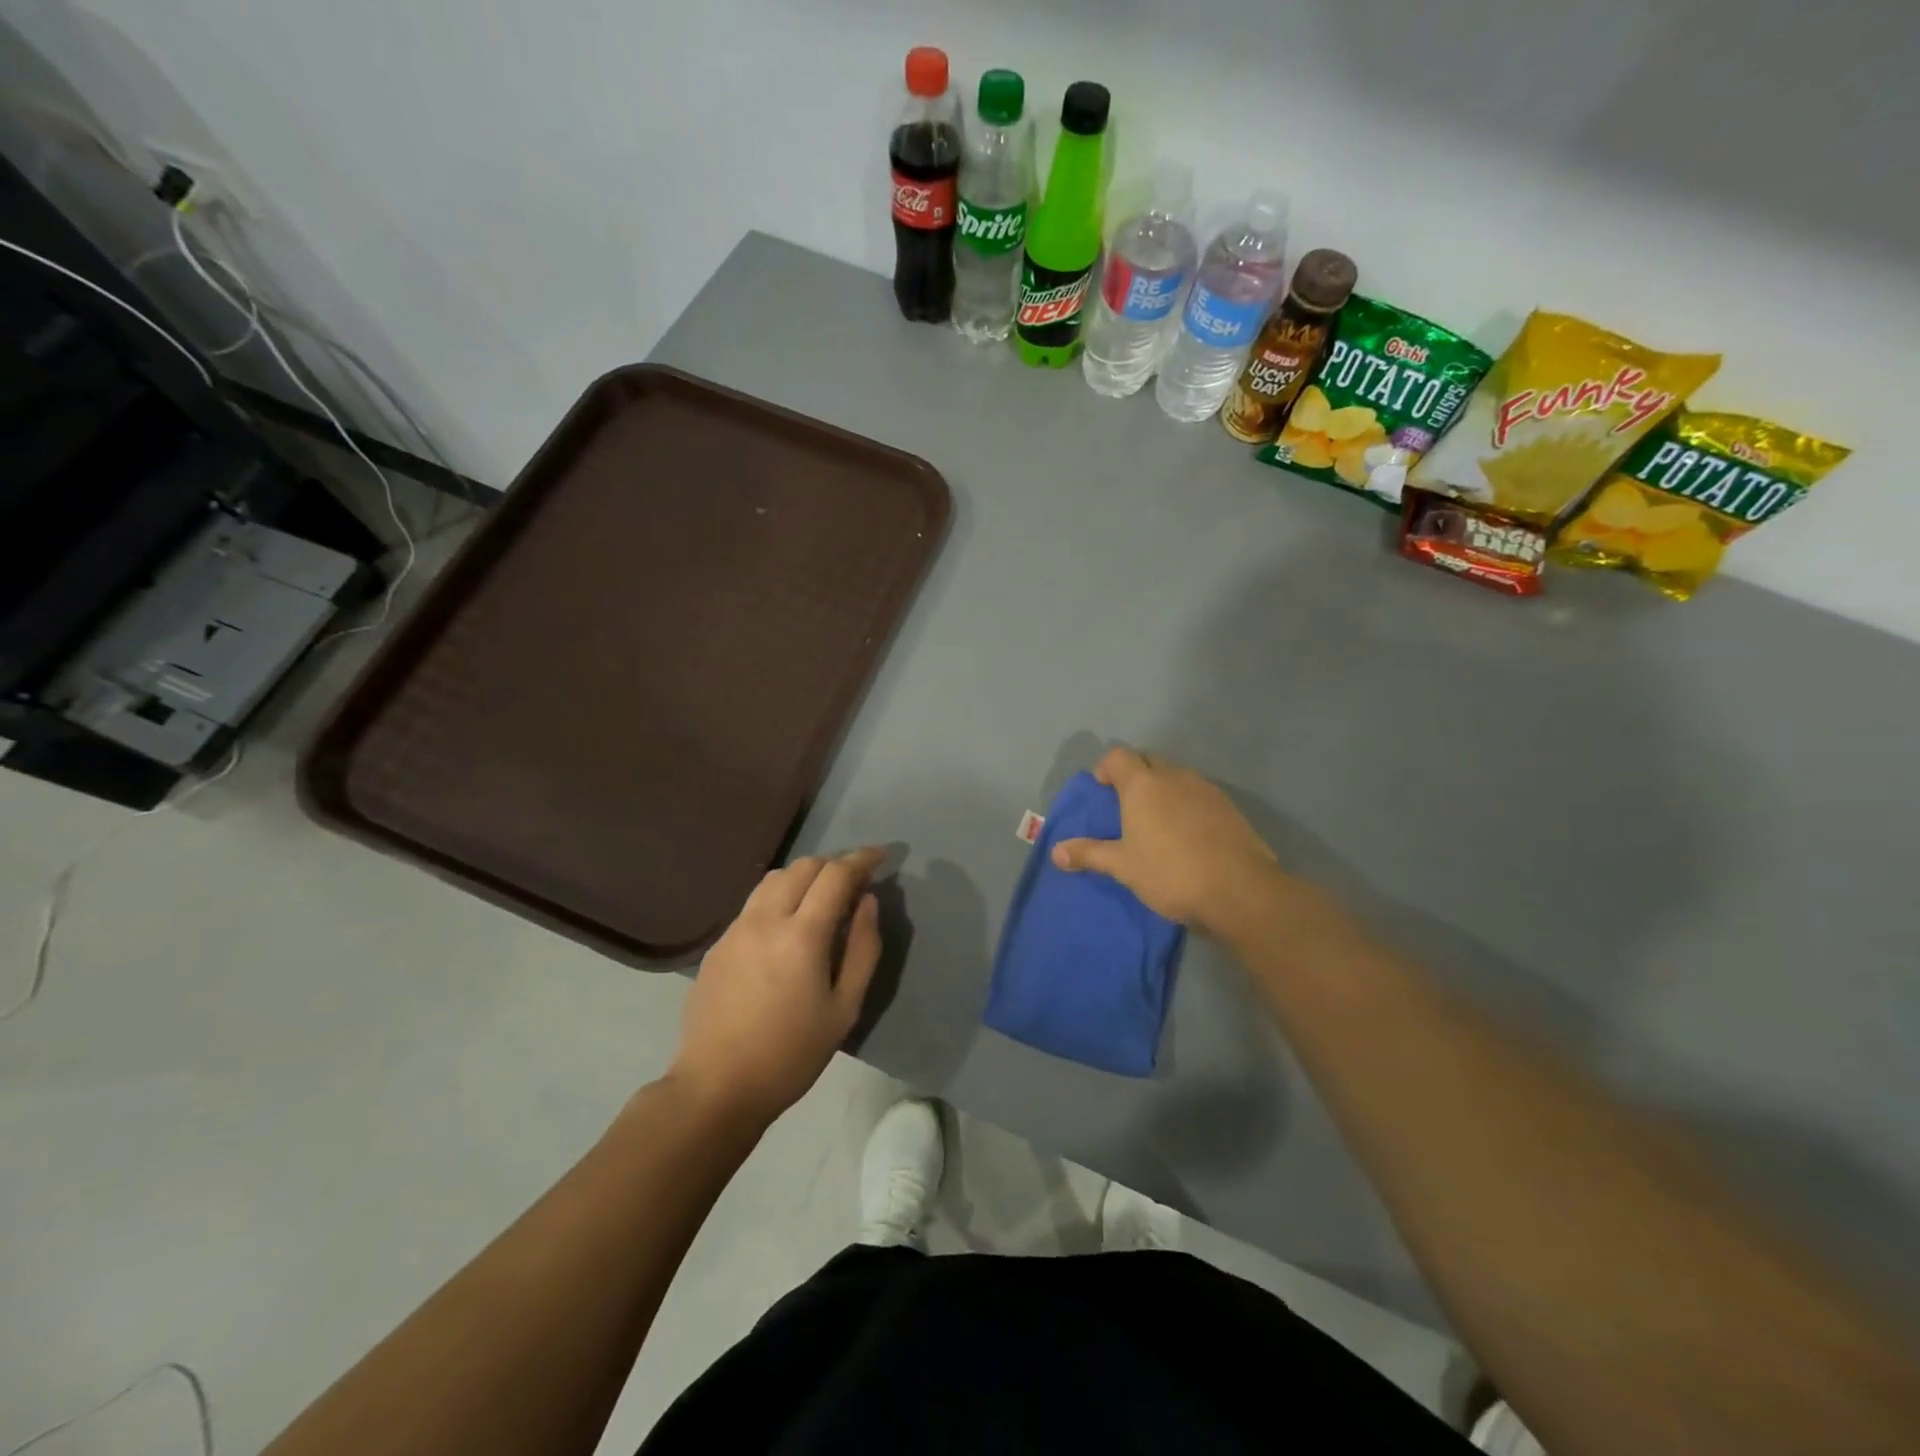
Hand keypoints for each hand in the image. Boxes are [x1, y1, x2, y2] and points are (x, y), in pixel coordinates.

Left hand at [671, 848, 884, 1125]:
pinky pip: (754, 903)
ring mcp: (735, 929)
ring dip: (804, 876)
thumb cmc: (791, 1054)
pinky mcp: (718, 944)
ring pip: (773, 879)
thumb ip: (862, 948)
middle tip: (855, 880)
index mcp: (801, 935)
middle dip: (834, 864)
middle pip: (803, 866)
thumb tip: (867, 902)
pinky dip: (780, 897)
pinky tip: (788, 926)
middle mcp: (765, 919)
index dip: (862, 858)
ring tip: (822, 897)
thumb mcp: (844, 1008)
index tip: (881, 855)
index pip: (835, 874)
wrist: (717, 1088)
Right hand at [1052, 746, 1279, 935]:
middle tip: (1125, 808)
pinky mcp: (1228, 807)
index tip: (1102, 792)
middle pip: (1147, 761)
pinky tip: (1187, 835)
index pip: (1117, 756)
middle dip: (1133, 776)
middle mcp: (1174, 776)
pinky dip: (1186, 804)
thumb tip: (1055, 852)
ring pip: (1175, 777)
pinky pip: (1198, 794)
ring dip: (1162, 789)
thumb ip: (1089, 854)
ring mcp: (1205, 789)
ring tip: (1156, 823)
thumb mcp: (1123, 866)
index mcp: (1143, 784)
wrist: (1240, 890)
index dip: (1106, 769)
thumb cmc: (1171, 873)